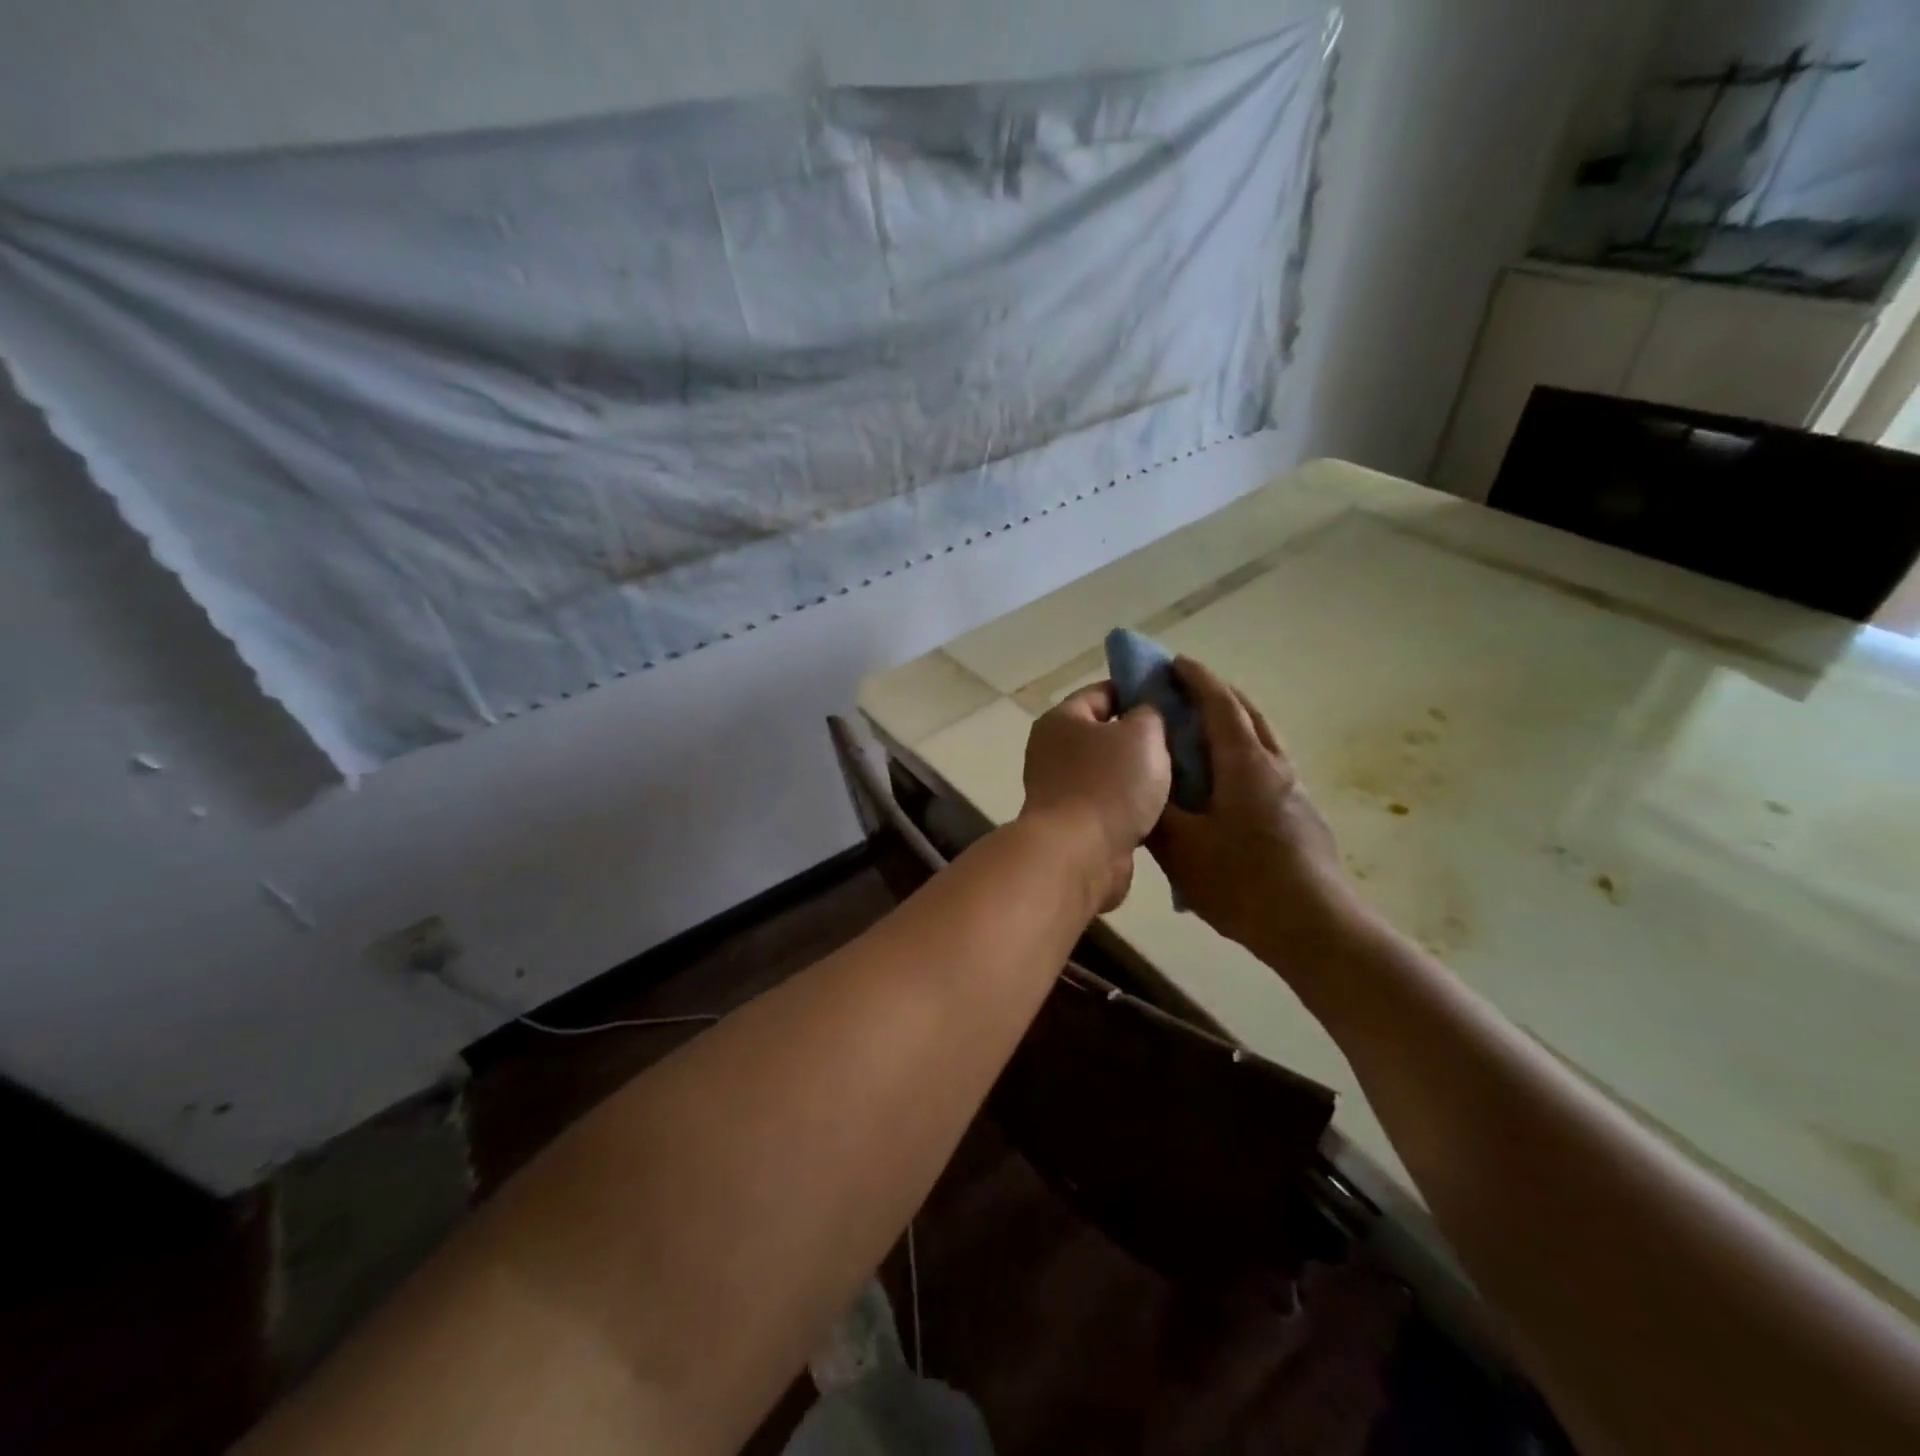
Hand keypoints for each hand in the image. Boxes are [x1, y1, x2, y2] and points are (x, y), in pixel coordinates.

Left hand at [1020, 682, 1171, 912]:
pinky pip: (1110, 804)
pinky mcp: (1073, 824)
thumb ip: (1151, 712)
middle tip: (1184, 741)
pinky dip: (1132, 806)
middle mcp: (1053, 751)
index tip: (1175, 702)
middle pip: (1106, 734)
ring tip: (1182, 775)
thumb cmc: (1109, 784)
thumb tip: (1147, 710)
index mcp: (1062, 720)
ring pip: (1111, 772)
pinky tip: (1164, 809)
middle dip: (1144, 738)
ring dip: (1140, 776)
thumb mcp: (1143, 734)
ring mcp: (1061, 790)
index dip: (1140, 692)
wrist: (1079, 855)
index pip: (1104, 692)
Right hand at [1147, 657, 1356, 954]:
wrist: (1316, 928)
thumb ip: (1155, 809)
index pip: (1219, 704)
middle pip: (1247, 714)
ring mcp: (1294, 791)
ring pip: (1261, 742)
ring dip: (1232, 725)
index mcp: (1245, 763)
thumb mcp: (1181, 847)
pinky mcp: (1302, 816)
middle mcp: (1275, 766)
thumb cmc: (1242, 881)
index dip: (1195, 678)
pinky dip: (1241, 757)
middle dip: (1216, 694)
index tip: (1172, 662)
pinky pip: (1266, 769)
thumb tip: (1139, 781)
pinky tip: (1223, 788)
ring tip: (1200, 736)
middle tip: (1183, 692)